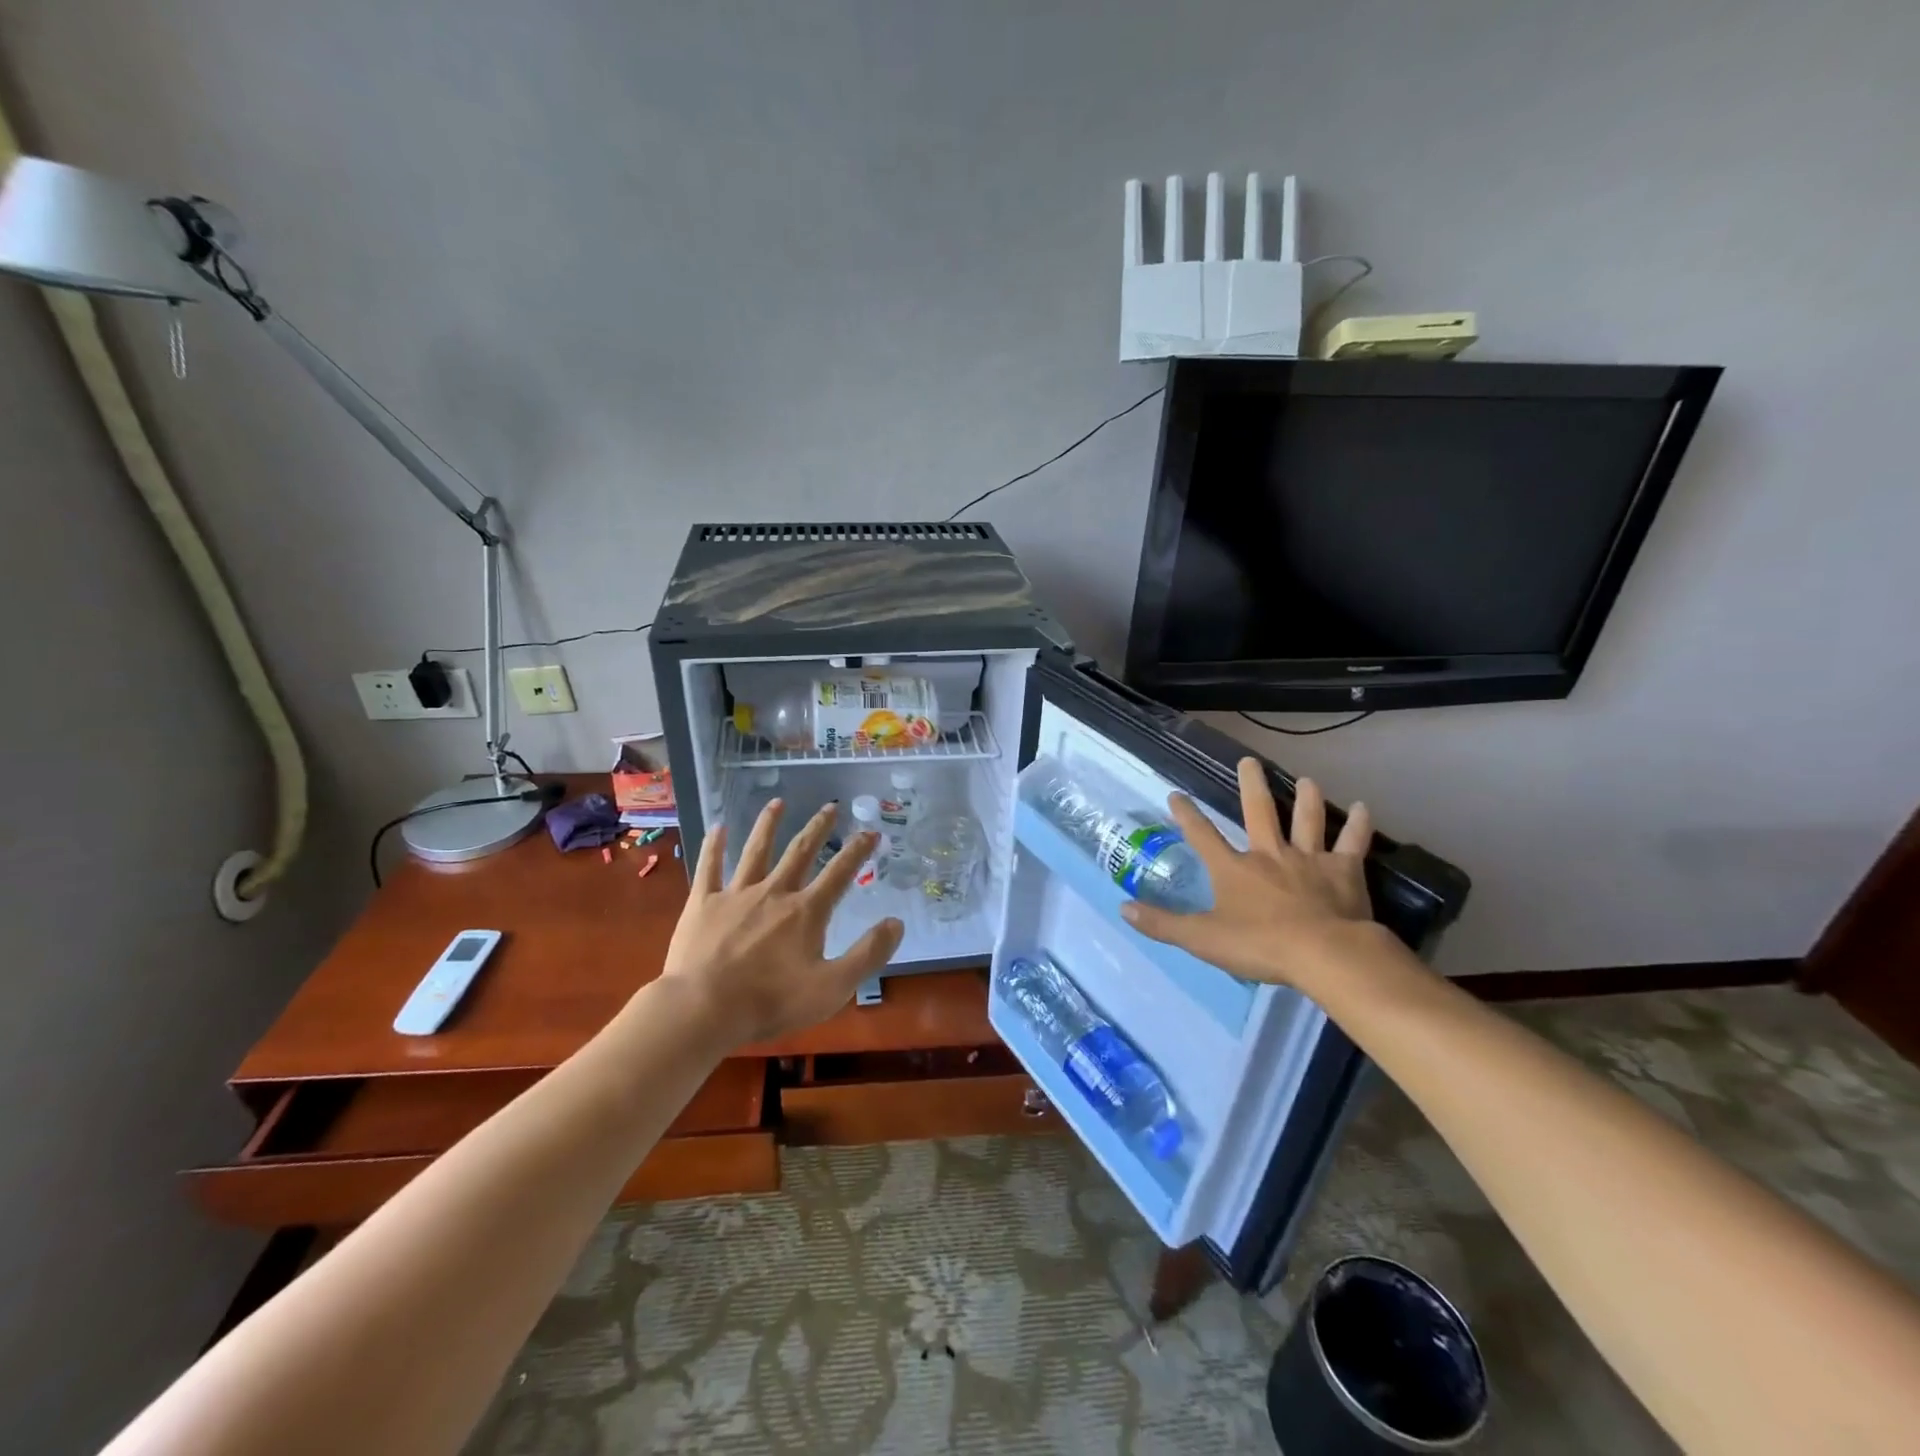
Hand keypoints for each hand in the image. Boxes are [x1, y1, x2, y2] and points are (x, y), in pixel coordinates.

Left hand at [658, 800, 904, 1048]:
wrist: (704, 1009)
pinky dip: (714, 846)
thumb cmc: (771, 1002)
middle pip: (800, 852)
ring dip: (768, 825)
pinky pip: (710, 867)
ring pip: (756, 851)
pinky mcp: (703, 903)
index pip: (840, 873)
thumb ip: (868, 954)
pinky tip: (717, 827)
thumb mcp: (832, 987)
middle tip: (830, 806)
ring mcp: (736, 894)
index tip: (872, 831)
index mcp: (806, 911)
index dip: (858, 851)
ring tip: (777, 802)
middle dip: (818, 828)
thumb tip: (896, 922)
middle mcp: (774, 892)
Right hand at [1120, 759, 1375, 987]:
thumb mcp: (1201, 939)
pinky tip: (1365, 807)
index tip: (1176, 794)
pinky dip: (1359, 824)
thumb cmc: (1258, 946)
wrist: (1322, 954)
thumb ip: (1163, 924)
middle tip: (1249, 760)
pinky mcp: (1343, 870)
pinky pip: (1352, 842)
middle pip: (1258, 811)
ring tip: (1306, 780)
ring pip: (1306, 819)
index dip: (1187, 815)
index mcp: (1233, 870)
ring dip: (1306, 798)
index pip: (1203, 836)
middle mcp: (1268, 854)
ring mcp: (1308, 859)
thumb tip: (1123, 908)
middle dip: (1251, 784)